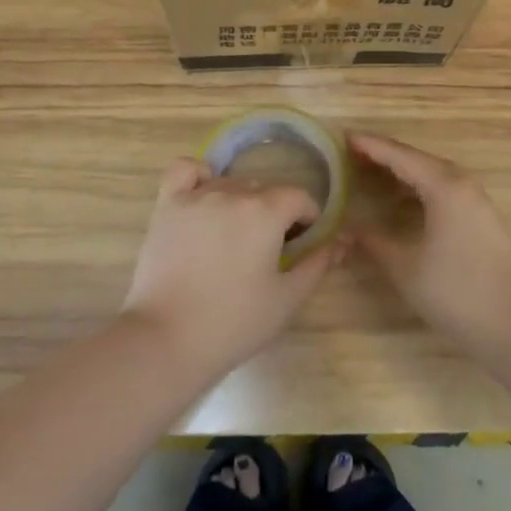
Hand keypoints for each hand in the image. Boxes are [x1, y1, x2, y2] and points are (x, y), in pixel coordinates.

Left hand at [122, 158, 341, 379]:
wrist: (167, 340)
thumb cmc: (234, 323)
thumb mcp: (287, 298)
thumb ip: (318, 264)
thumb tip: (344, 240)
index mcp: (266, 211)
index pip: (298, 196)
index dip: (306, 218)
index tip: (300, 244)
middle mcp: (232, 193)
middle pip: (264, 190)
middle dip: (274, 213)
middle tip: (267, 250)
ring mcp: (195, 196)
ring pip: (230, 183)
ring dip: (240, 202)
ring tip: (234, 237)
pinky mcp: (166, 206)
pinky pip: (185, 170)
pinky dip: (199, 176)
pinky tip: (204, 197)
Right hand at [349, 131, 510, 357]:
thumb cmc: (456, 292)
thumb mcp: (404, 267)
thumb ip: (372, 242)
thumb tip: (345, 229)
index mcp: (443, 186)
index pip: (399, 156)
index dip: (370, 146)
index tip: (343, 137)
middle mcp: (461, 182)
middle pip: (416, 159)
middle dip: (383, 155)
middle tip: (351, 154)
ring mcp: (475, 199)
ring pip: (431, 173)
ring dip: (401, 171)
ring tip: (369, 172)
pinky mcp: (480, 216)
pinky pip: (442, 187)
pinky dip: (417, 186)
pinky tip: (400, 200)